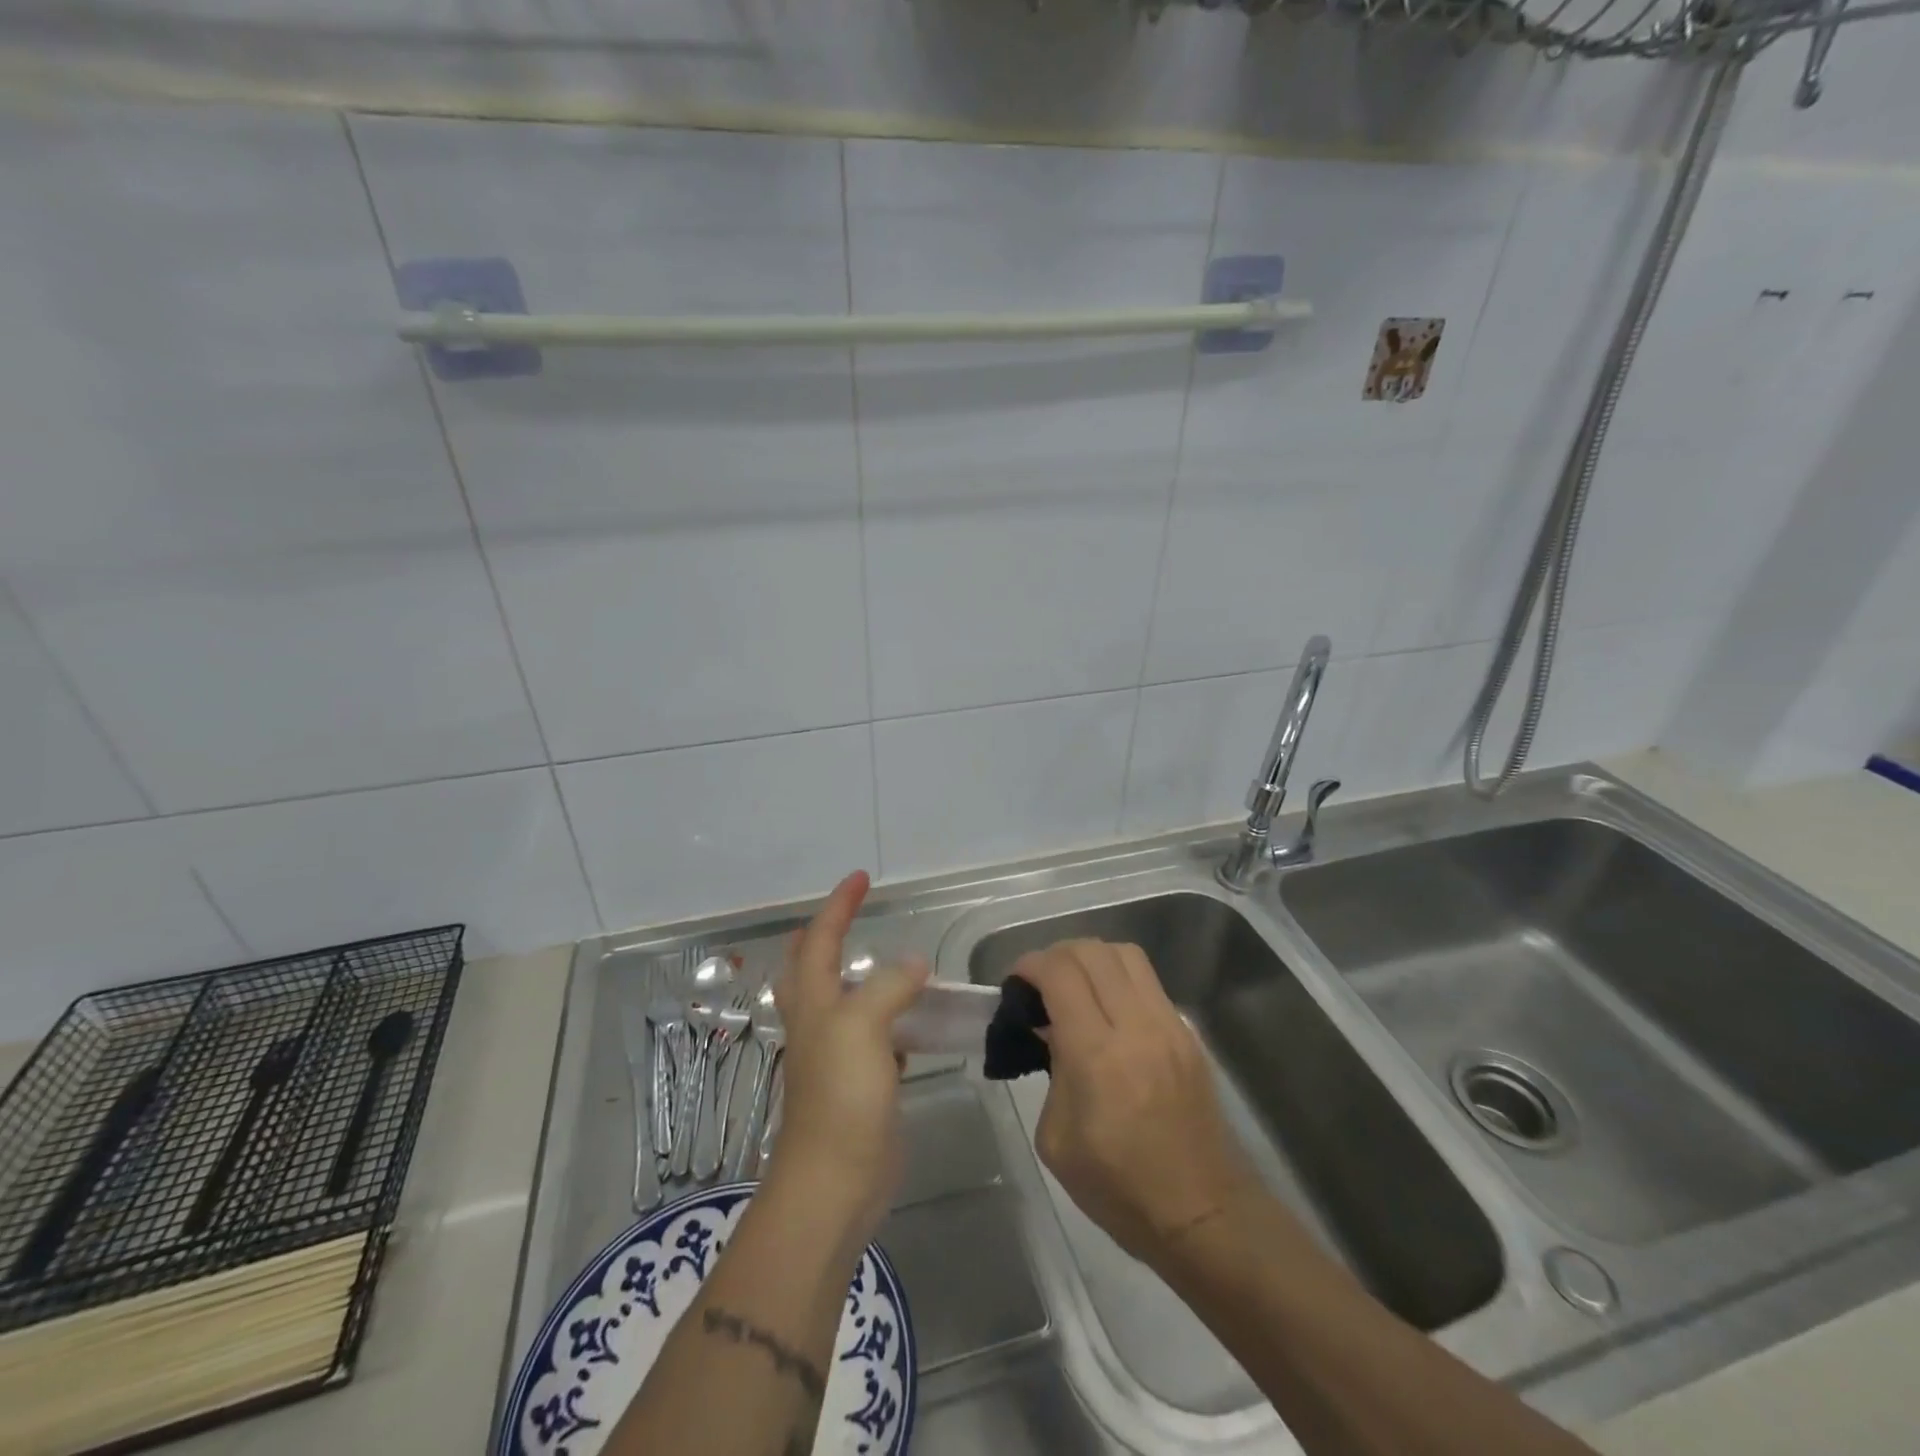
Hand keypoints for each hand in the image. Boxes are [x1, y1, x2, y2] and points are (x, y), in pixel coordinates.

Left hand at [766, 871, 928, 1245]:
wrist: (835, 1182)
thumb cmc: (841, 1097)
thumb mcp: (862, 1027)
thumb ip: (887, 987)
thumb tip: (913, 963)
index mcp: (812, 1002)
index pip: (820, 938)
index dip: (839, 905)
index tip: (860, 878)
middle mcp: (818, 1022)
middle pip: (812, 967)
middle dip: (826, 935)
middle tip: (850, 913)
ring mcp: (837, 1055)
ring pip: (844, 1001)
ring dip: (859, 976)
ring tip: (888, 962)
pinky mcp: (859, 1083)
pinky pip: (874, 1037)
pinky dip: (888, 1019)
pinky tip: (911, 1022)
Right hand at [1014, 939, 1256, 1265]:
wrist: (1202, 1213)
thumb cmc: (1118, 1187)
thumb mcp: (1057, 1139)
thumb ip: (1051, 1071)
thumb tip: (1053, 1032)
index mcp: (1097, 1055)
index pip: (1060, 974)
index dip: (1030, 964)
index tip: (1015, 981)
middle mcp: (1136, 1026)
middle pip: (1093, 951)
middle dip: (1057, 954)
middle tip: (1040, 981)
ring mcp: (1169, 1026)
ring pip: (1126, 954)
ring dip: (1091, 957)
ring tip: (1074, 985)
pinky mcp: (1188, 1034)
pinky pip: (1148, 981)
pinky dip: (1119, 978)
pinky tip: (1108, 1009)